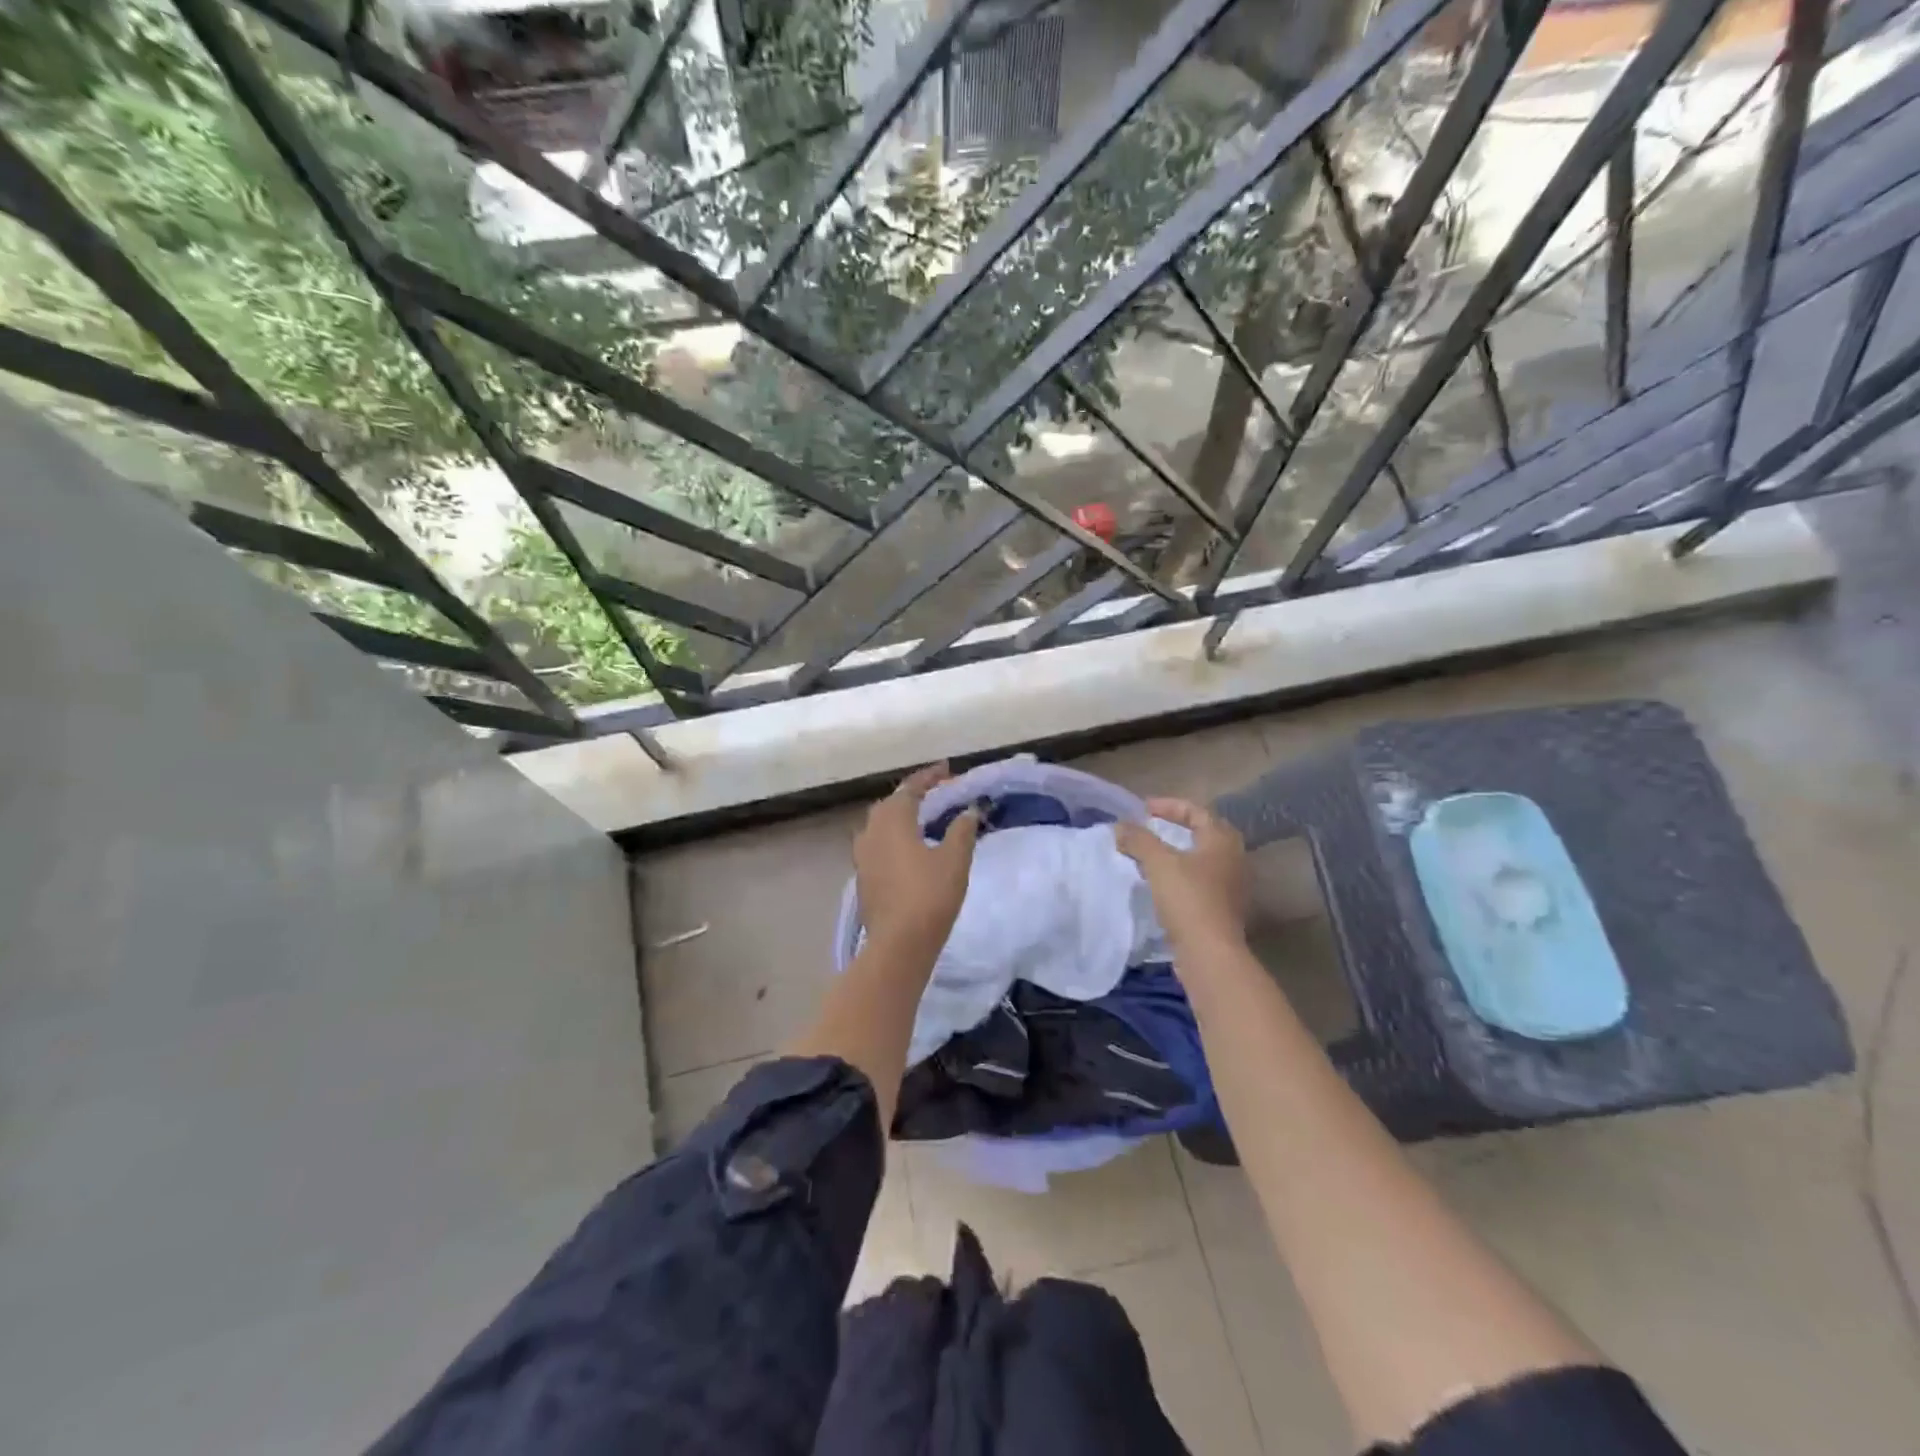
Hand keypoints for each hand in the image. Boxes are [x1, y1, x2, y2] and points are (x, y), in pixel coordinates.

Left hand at [854, 764, 980, 951]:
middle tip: (938, 794)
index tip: (948, 770)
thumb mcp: (955, 859)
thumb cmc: (929, 895)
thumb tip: (968, 811)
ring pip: (880, 825)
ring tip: (924, 819)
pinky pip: (878, 845)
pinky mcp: (863, 878)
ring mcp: (863, 856)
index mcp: (892, 820)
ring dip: (901, 816)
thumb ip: (962, 830)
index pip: (910, 788)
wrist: (898, 944)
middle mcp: (871, 832)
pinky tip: (910, 849)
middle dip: (913, 795)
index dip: (930, 777)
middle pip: (891, 804)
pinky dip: (894, 837)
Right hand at [1116, 798, 1249, 952]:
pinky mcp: (1223, 908)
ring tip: (1151, 855)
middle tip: (1151, 828)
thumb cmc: (1188, 899)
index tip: (1143, 810)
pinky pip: (1200, 880)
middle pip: (1204, 833)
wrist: (1209, 953)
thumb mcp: (1158, 863)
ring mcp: (1231, 885)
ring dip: (1177, 853)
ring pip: (1202, 858)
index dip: (1169, 806)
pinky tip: (1161, 883)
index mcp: (1222, 841)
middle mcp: (1233, 859)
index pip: (1197, 811)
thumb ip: (1139, 840)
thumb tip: (1120, 826)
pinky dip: (1180, 874)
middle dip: (1177, 827)